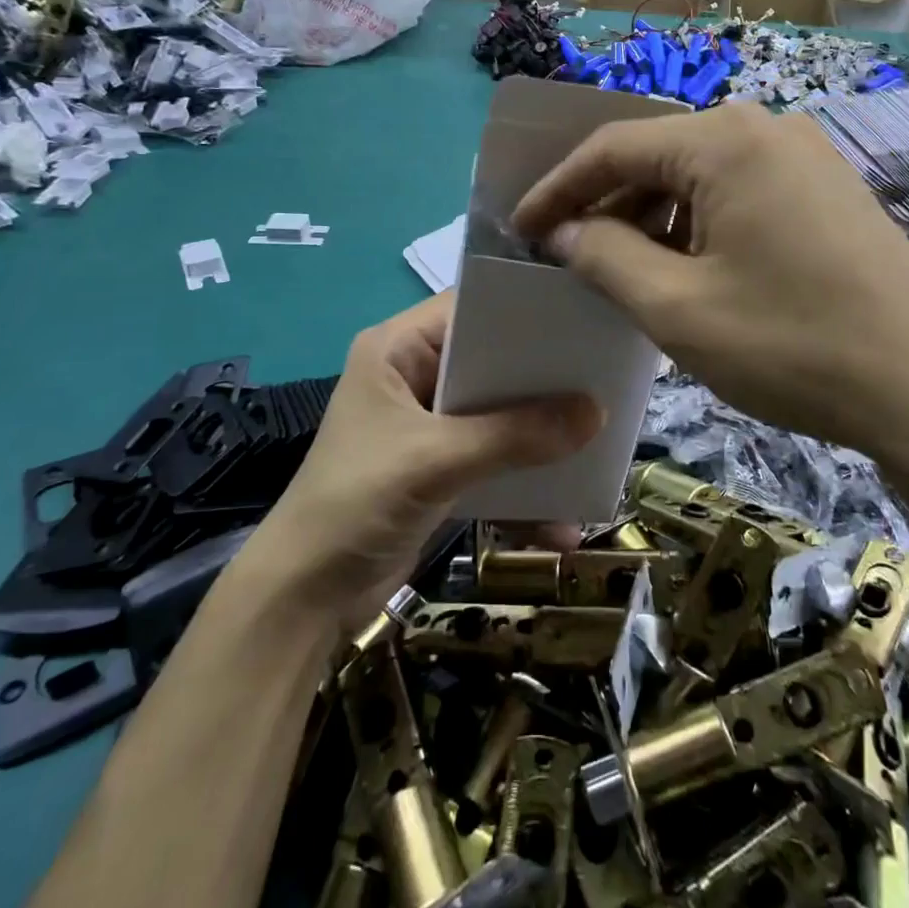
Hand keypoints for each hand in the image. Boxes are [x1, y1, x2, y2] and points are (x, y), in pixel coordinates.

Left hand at [250, 293, 603, 627]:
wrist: (303, 599)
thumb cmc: (356, 502)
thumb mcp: (435, 460)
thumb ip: (514, 435)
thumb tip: (597, 413)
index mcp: (398, 349)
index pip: (469, 308)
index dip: (522, 311)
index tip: (581, 317)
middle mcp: (415, 377)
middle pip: (492, 363)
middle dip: (544, 380)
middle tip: (605, 378)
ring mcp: (429, 426)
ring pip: (499, 415)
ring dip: (540, 437)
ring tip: (597, 444)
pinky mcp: (440, 469)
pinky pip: (494, 462)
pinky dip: (523, 487)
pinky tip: (562, 521)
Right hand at [512, 105, 908, 489]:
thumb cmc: (791, 344)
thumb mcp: (675, 307)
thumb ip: (602, 255)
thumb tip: (560, 228)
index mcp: (723, 139)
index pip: (612, 147)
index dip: (556, 188)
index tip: (518, 228)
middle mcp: (765, 127)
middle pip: (657, 155)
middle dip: (605, 204)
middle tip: (565, 253)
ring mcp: (804, 155)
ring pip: (698, 175)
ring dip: (651, 217)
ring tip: (621, 269)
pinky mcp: (827, 189)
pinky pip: (739, 192)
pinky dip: (697, 224)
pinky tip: (686, 268)